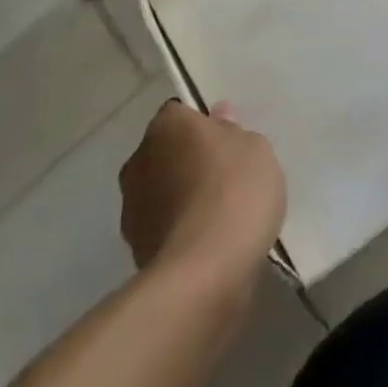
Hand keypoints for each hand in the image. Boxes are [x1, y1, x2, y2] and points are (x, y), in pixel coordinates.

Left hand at [120, 101, 285, 288]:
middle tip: (225, 178)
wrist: (206, 272)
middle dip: (188, 162)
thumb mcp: (255, 148)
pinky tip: (208, 245)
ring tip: (218, 217)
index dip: (204, 127)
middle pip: (167, 152)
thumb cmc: (235, 191)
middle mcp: (139, 159)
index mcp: (167, 125)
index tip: (227, 144)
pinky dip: (179, 232)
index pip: (181, 114)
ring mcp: (132, 207)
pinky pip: (163, 228)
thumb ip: (233, 130)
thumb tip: (216, 118)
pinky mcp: (134, 249)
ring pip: (162, 192)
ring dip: (181, 199)